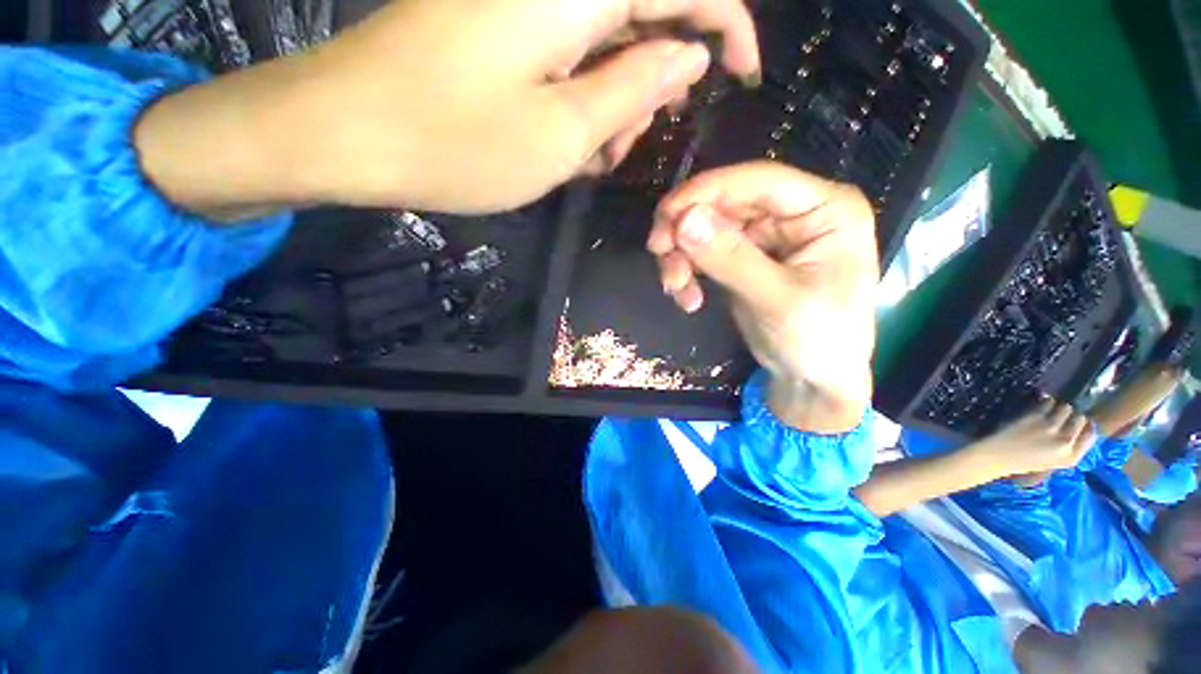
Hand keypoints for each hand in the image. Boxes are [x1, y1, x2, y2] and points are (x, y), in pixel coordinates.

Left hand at [136, 0, 760, 218]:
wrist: (347, 132)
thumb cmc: (456, 143)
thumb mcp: (562, 134)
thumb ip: (633, 88)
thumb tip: (688, 55)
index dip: (728, 22)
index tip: (744, 73)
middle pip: (643, 12)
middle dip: (655, 81)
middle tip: (631, 146)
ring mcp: (520, 0)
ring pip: (605, 39)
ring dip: (615, 99)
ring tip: (593, 156)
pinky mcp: (497, 23)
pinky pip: (566, 51)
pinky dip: (581, 95)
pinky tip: (565, 139)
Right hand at [650, 162, 878, 431]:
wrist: (813, 380)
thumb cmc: (817, 341)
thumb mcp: (776, 300)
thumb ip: (731, 259)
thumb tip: (683, 220)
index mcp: (824, 208)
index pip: (756, 181)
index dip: (705, 192)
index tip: (664, 218)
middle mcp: (793, 213)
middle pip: (725, 203)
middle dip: (686, 231)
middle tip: (660, 256)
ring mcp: (766, 236)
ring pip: (707, 228)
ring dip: (682, 256)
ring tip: (676, 289)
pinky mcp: (744, 258)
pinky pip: (704, 252)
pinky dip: (688, 272)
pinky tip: (688, 298)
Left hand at [972, 399, 1096, 481]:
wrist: (997, 457)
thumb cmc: (1023, 461)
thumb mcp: (1054, 462)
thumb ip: (1069, 449)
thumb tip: (1085, 427)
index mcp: (1071, 457)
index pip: (1091, 435)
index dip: (1085, 426)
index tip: (1080, 422)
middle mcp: (1065, 442)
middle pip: (1079, 419)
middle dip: (1072, 415)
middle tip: (1062, 415)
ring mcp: (1050, 427)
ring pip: (1065, 408)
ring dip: (1059, 407)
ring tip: (1051, 409)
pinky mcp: (1035, 416)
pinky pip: (1048, 402)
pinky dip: (1046, 401)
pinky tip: (1041, 404)